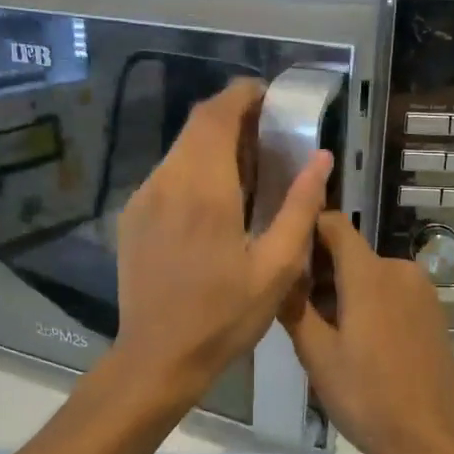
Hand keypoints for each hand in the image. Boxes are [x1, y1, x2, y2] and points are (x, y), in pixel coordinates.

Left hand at [113, 80, 332, 400]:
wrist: (157, 357)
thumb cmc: (223, 316)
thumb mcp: (276, 268)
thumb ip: (300, 207)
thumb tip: (321, 158)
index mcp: (204, 189)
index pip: (216, 115)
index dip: (241, 95)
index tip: (268, 96)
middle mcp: (167, 182)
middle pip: (196, 126)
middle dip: (231, 117)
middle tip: (266, 134)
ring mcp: (143, 199)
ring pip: (180, 149)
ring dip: (212, 144)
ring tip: (246, 167)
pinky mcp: (132, 217)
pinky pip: (166, 175)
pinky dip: (193, 168)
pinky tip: (214, 199)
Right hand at [282, 213, 453, 453]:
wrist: (433, 439)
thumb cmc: (367, 396)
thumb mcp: (317, 356)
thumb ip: (294, 307)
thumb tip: (279, 274)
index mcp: (369, 274)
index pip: (334, 224)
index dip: (307, 229)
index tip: (284, 251)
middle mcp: (399, 269)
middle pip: (351, 253)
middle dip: (321, 271)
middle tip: (295, 307)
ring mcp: (421, 290)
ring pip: (370, 274)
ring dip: (344, 290)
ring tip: (323, 331)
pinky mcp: (433, 311)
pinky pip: (391, 292)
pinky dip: (369, 302)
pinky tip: (357, 341)